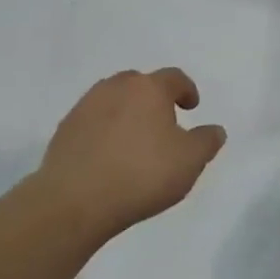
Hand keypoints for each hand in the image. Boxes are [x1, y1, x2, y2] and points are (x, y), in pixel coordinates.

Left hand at [35, 69, 226, 239]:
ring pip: (113, 99)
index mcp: (149, 89)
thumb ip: (207, 141)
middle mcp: (116, 88)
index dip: (187, 90)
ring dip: (126, 112)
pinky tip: (108, 155)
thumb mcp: (190, 161)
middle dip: (154, 98)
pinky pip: (92, 121)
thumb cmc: (142, 175)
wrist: (75, 201)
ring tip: (134, 138)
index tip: (192, 106)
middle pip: (140, 83)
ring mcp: (85, 107)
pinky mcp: (65, 130)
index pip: (174, 78)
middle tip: (163, 121)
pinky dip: (104, 130)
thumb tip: (214, 130)